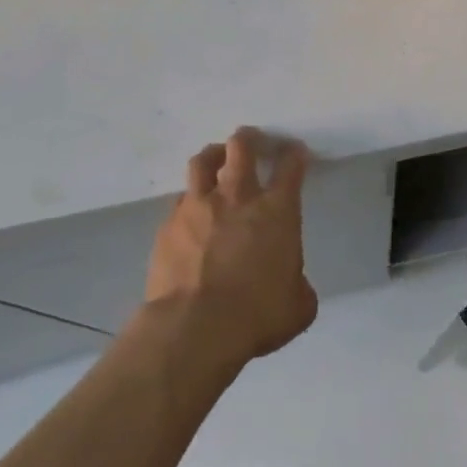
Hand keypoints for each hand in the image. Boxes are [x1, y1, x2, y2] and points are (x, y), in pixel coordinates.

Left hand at [146, 128, 317, 367]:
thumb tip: (291, 284)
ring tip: (216, 159)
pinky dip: (190, 201)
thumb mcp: (298, 305)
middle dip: (249, 138)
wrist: (194, 329)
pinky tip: (192, 214)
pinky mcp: (169, 225)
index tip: (295, 152)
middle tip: (252, 141)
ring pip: (203, 161)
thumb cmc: (257, 315)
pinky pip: (180, 200)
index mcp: (277, 210)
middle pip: (242, 147)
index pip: (291, 166)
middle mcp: (238, 197)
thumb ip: (298, 285)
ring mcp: (198, 207)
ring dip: (213, 156)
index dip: (295, 154)